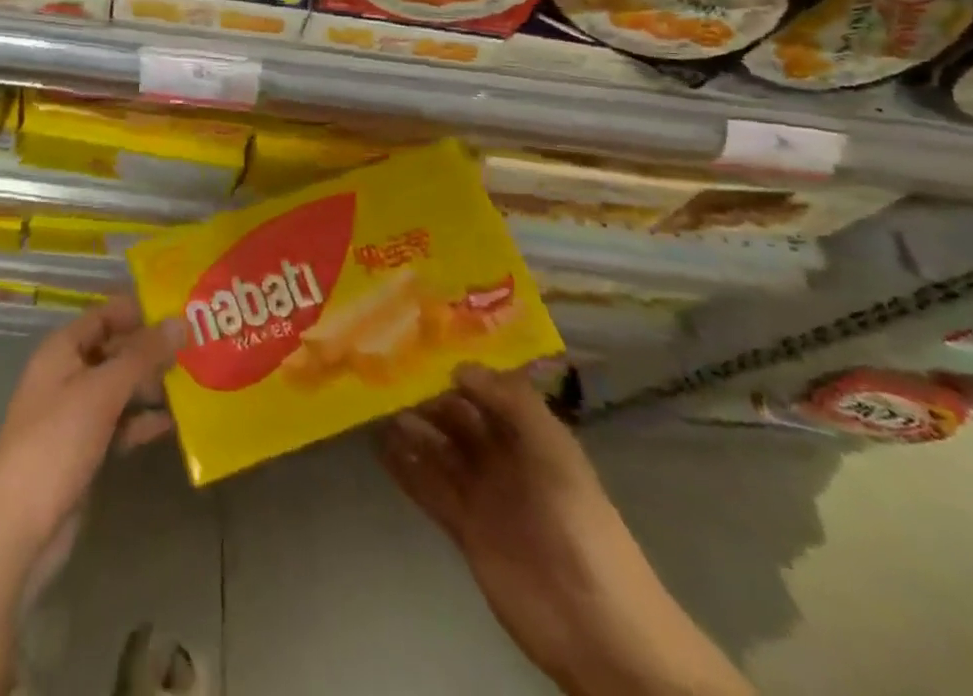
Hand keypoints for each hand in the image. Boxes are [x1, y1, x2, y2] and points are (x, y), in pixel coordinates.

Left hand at [0, 297, 184, 575]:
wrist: (17, 526)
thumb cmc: (56, 442)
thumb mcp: (102, 391)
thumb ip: (142, 356)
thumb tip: (180, 321)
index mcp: (62, 349)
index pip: (104, 315)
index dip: (138, 310)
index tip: (180, 309)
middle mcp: (67, 374)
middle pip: (114, 350)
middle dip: (151, 349)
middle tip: (197, 346)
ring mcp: (75, 414)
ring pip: (119, 388)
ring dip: (151, 385)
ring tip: (195, 381)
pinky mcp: (84, 449)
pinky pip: (119, 424)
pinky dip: (142, 421)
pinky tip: (175, 422)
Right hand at [379, 365, 751, 695]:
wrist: (597, 628)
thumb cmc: (579, 526)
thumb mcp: (554, 453)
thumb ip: (512, 403)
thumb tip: (458, 366)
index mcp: (530, 436)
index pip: (488, 391)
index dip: (457, 368)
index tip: (418, 344)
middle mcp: (504, 459)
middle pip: (458, 418)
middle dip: (426, 396)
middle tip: (385, 373)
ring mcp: (483, 495)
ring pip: (439, 450)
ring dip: (412, 428)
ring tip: (375, 406)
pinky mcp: (465, 529)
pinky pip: (430, 489)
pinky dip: (406, 469)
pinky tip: (380, 448)